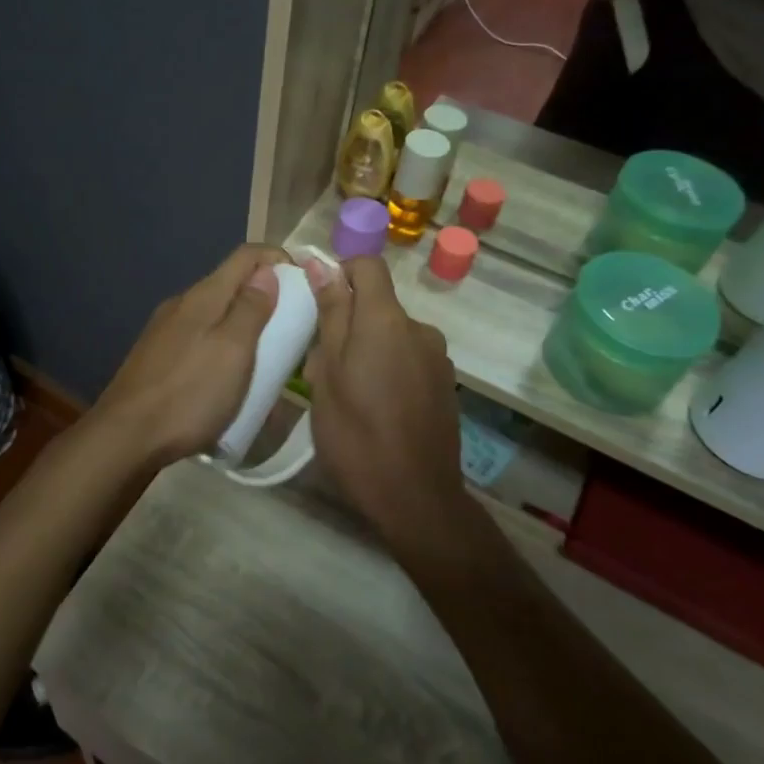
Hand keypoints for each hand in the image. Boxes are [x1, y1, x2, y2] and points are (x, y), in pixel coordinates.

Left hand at [92, 244, 306, 469]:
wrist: (126, 437)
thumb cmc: (188, 394)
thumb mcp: (232, 351)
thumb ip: (251, 309)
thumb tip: (266, 271)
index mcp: (202, 296)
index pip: (245, 256)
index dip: (278, 259)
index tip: (305, 284)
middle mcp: (181, 305)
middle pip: (230, 285)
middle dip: (265, 297)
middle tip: (292, 330)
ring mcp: (165, 332)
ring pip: (215, 315)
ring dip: (244, 326)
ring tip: (266, 358)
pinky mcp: (157, 358)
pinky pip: (200, 340)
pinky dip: (223, 348)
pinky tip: (228, 379)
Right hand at [305, 257, 469, 556]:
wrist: (416, 498)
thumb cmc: (356, 434)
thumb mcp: (328, 373)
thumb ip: (330, 315)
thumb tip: (321, 264)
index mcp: (386, 320)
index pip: (368, 266)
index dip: (340, 273)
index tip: (318, 304)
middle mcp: (419, 329)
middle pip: (377, 305)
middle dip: (346, 324)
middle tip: (321, 369)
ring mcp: (437, 358)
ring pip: (391, 335)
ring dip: (366, 350)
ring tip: (346, 395)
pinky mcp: (445, 384)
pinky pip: (408, 358)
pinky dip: (388, 369)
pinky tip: (376, 409)